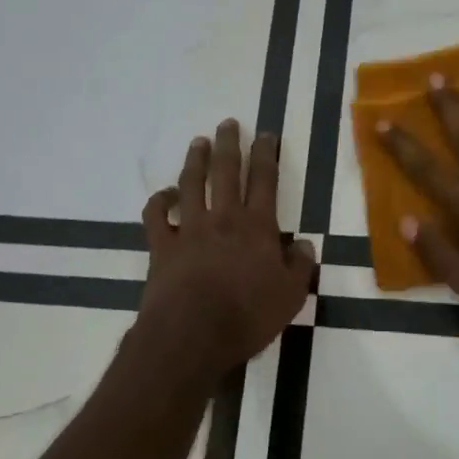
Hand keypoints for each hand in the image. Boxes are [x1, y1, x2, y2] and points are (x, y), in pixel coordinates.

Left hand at [138, 119, 315, 374]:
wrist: (192, 335)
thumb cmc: (248, 316)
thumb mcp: (291, 296)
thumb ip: (299, 266)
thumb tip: (303, 243)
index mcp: (257, 226)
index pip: (265, 180)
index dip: (266, 154)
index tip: (266, 134)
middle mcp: (223, 218)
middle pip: (225, 171)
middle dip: (229, 144)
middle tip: (228, 123)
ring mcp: (189, 229)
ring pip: (191, 184)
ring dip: (195, 160)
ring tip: (198, 142)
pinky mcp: (162, 246)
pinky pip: (156, 216)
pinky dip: (159, 201)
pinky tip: (165, 195)